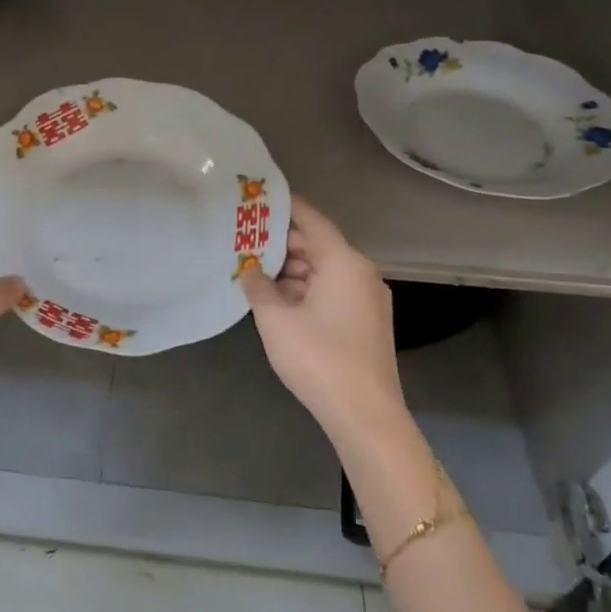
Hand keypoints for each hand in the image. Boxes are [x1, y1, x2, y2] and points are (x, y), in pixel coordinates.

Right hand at [241, 196, 405, 439]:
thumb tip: (250, 271)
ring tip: (253, 269)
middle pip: (318, 245)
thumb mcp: (276, 319)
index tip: (257, 198)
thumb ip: (258, 287)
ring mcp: (366, 299)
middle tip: (244, 238)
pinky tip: (276, 298)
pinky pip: (330, 291)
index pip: (311, 220)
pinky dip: (304, 289)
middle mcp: (360, 273)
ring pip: (323, 270)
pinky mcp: (365, 322)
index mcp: (343, 262)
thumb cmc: (318, 358)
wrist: (364, 414)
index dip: (284, 206)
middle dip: (281, 242)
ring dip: (291, 269)